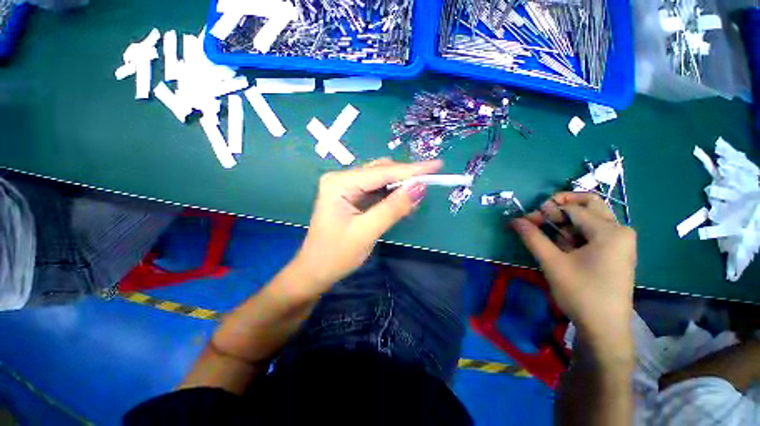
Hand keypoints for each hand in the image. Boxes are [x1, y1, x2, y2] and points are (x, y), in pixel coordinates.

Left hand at [291, 158, 441, 292]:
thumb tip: (420, 187)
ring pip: (380, 180)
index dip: (411, 169)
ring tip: (418, 193)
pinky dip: (391, 194)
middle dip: (406, 177)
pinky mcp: (351, 197)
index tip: (437, 166)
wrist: (315, 271)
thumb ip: (393, 208)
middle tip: (431, 180)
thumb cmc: (336, 255)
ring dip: (400, 186)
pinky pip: (376, 190)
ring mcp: (345, 187)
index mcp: (339, 183)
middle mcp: (341, 179)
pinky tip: (403, 200)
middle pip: (381, 172)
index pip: (381, 172)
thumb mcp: (367, 231)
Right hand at [511, 192, 635, 356]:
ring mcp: (620, 242)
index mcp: (610, 231)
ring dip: (566, 222)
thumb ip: (532, 237)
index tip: (525, 221)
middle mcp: (620, 230)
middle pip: (588, 204)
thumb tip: (514, 220)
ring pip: (590, 217)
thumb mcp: (552, 263)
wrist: (605, 329)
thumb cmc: (581, 294)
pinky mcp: (616, 252)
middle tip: (541, 218)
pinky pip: (593, 231)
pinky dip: (575, 233)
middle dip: (560, 207)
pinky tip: (564, 248)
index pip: (572, 209)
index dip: (545, 211)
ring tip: (551, 239)